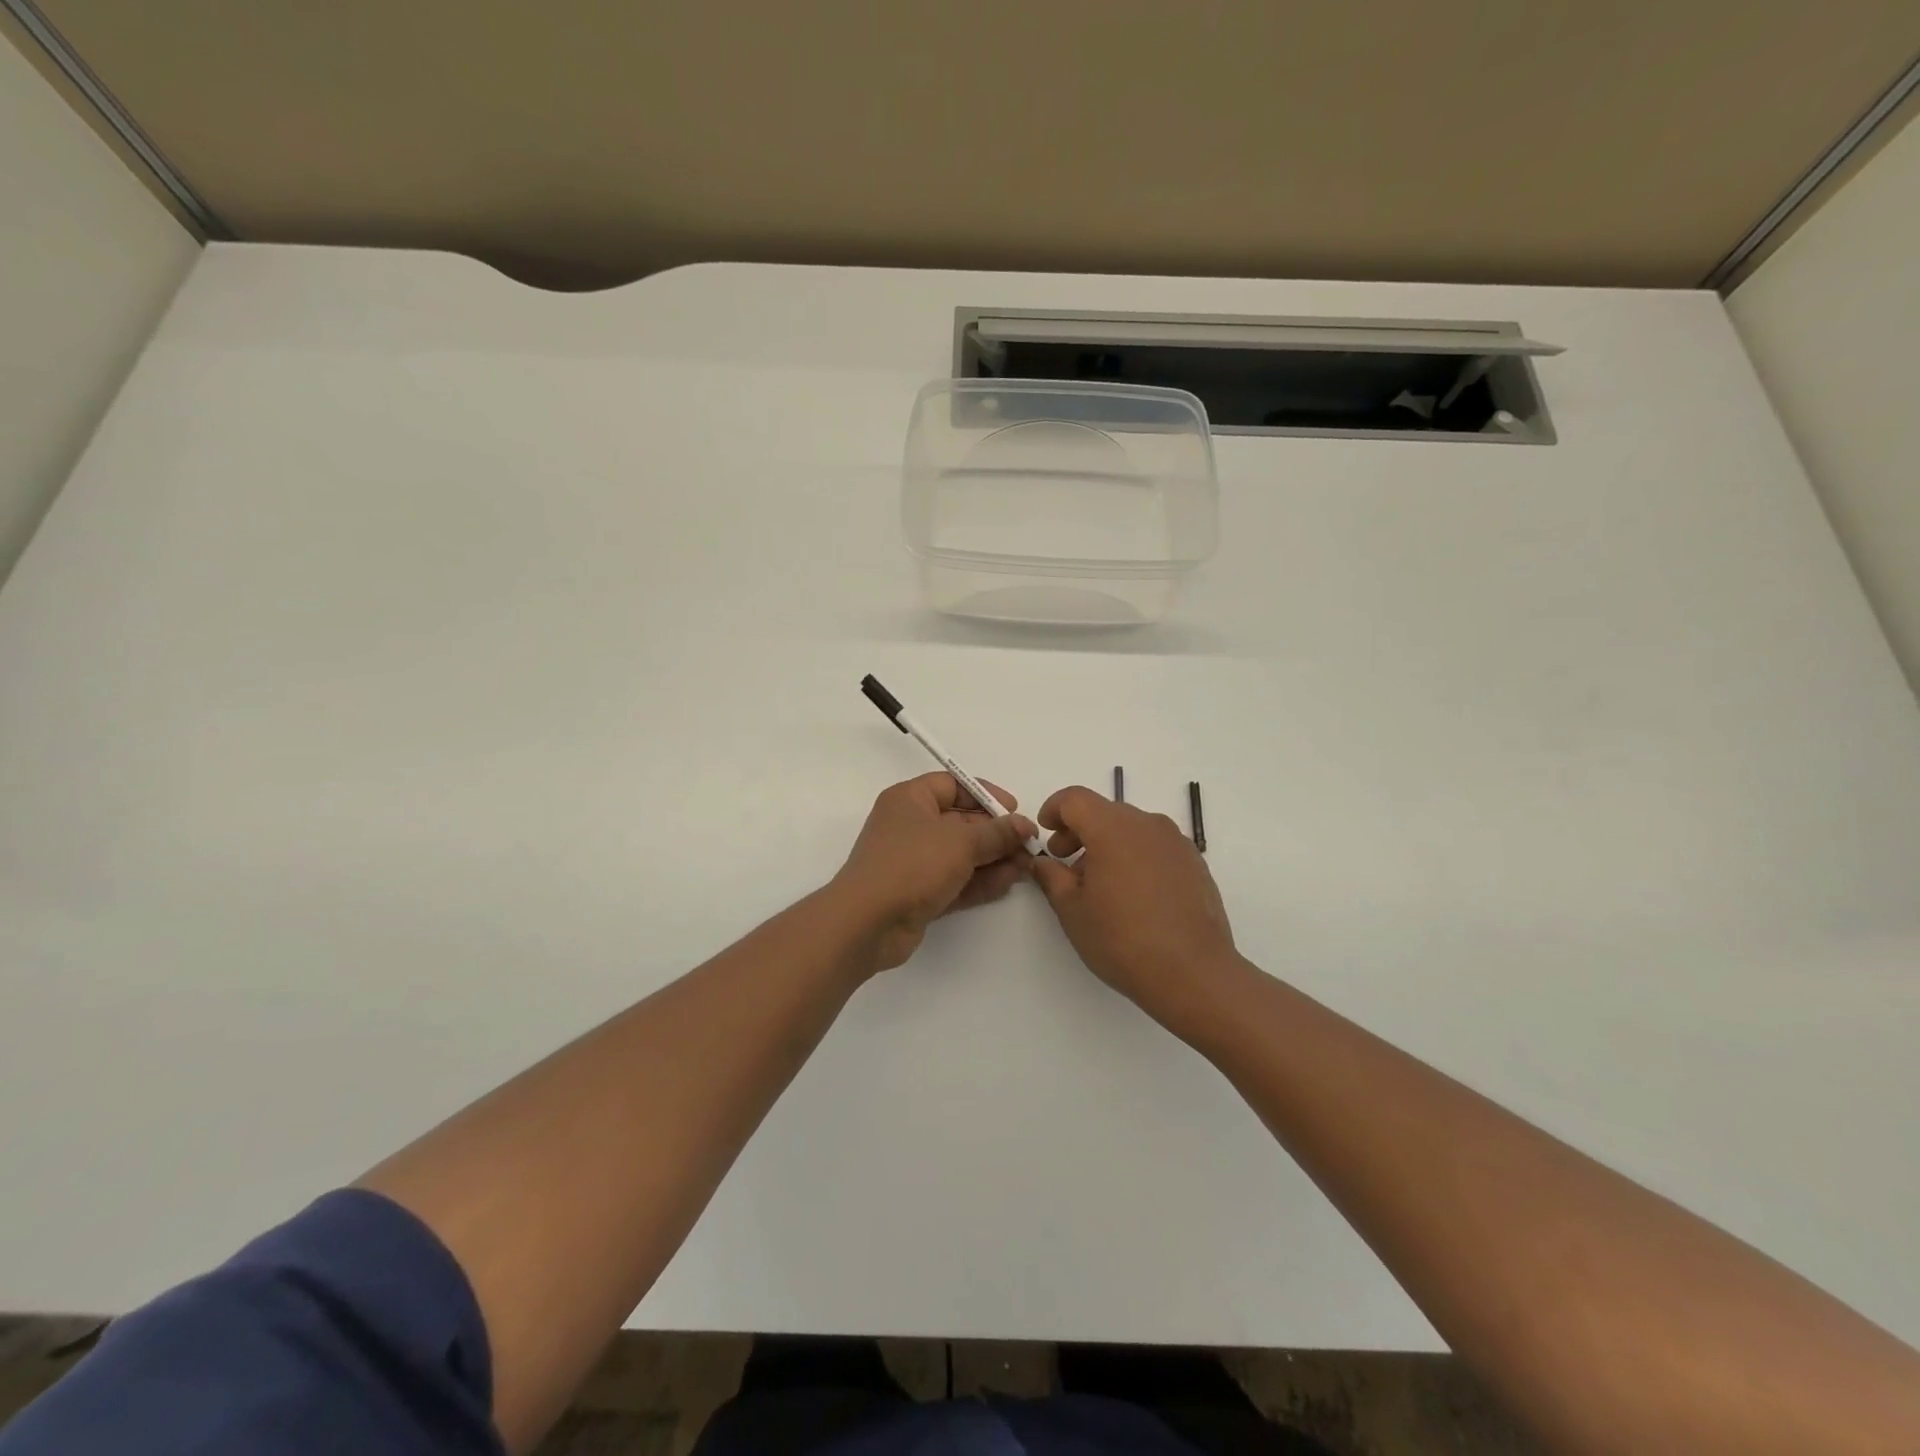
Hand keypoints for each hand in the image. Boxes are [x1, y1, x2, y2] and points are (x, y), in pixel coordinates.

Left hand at [831, 773, 1038, 973]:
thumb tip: (1024, 825)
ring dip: (993, 859)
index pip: (952, 785)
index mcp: (910, 799)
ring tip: (1026, 866)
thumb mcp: (961, 842)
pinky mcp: (918, 892)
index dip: (985, 794)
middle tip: (1028, 844)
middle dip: (996, 833)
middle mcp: (909, 826)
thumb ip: (997, 833)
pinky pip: (955, 880)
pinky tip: (1009, 882)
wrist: (867, 923)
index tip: (1014, 809)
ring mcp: (913, 861)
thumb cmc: (911, 865)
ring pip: (960, 854)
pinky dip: (980, 880)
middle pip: (960, 821)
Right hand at [1029, 786, 1242, 1037]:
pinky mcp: (1194, 862)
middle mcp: (1147, 824)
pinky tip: (1132, 893)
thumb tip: (1043, 862)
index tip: (1045, 832)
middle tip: (1064, 862)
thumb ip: (1052, 877)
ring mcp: (1176, 842)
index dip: (1053, 809)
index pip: (1075, 799)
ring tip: (1098, 883)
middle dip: (1079, 830)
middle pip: (1104, 811)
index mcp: (1112, 828)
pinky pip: (1155, 846)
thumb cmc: (1122, 939)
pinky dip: (1135, 855)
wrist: (1194, 973)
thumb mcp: (1072, 910)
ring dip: (1108, 844)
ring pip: (1131, 828)